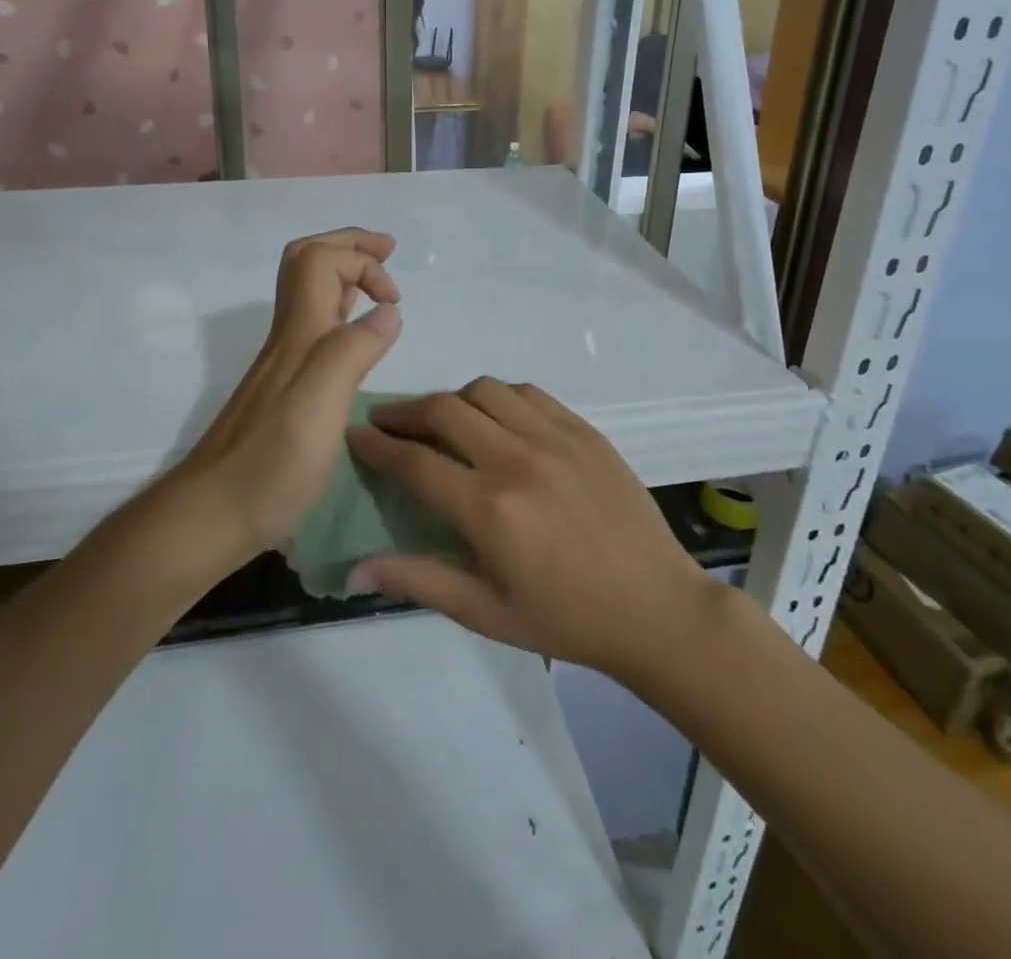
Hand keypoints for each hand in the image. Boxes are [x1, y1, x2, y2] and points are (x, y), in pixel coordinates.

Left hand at [171, 229, 401, 566]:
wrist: (213, 512)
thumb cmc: (271, 463)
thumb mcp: (319, 404)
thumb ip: (353, 350)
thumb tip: (388, 311)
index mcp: (299, 332)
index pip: (322, 259)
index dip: (362, 261)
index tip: (394, 299)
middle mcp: (289, 337)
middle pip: (306, 262)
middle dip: (348, 246)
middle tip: (386, 251)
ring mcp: (283, 362)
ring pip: (308, 293)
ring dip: (344, 273)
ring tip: (379, 283)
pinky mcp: (285, 388)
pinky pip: (315, 327)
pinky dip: (341, 311)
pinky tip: (355, 335)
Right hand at [344, 378, 716, 679]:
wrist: (656, 607)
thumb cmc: (566, 619)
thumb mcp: (486, 613)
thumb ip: (418, 581)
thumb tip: (355, 568)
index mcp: (490, 508)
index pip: (415, 461)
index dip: (377, 445)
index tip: (355, 433)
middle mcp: (517, 459)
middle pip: (443, 410)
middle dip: (404, 412)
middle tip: (387, 421)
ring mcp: (555, 437)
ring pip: (484, 390)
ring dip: (452, 400)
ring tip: (441, 421)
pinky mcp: (583, 429)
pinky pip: (528, 392)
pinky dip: (498, 397)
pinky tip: (495, 418)